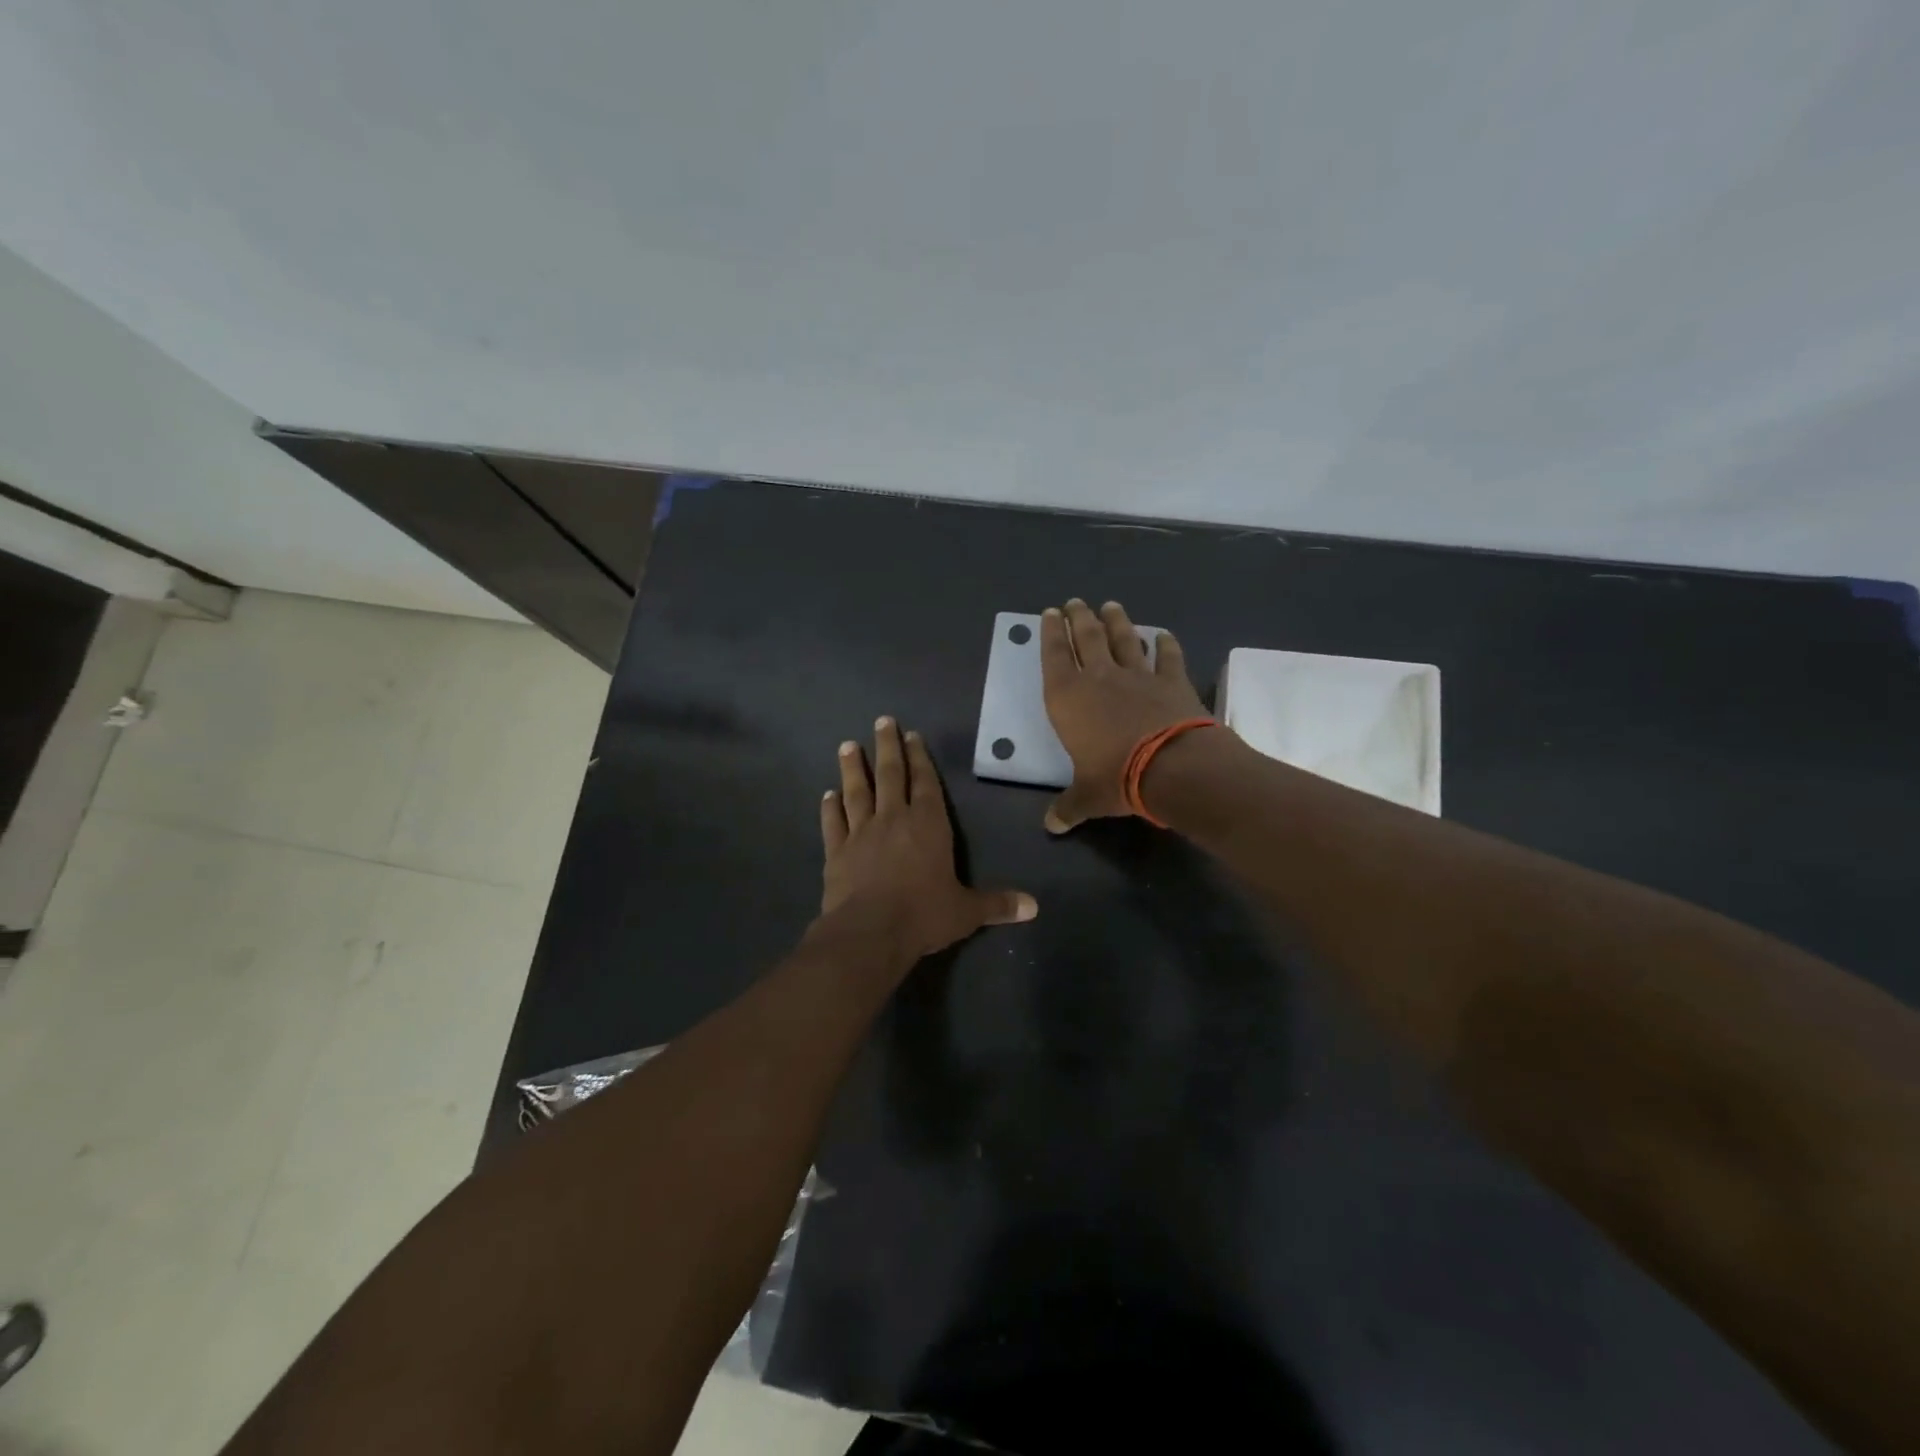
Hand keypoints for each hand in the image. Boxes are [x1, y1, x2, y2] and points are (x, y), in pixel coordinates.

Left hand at [820, 717, 1036, 960]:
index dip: (920, 758)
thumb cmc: (923, 915)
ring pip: (857, 792)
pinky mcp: (836, 852)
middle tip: (882, 721)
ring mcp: (861, 834)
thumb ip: (997, 904)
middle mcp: (893, 820)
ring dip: (852, 768)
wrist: (870, 933)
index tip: (912, 735)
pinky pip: (832, 823)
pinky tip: (826, 795)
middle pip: (890, 775)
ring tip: (847, 745)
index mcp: (928, 825)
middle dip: (887, 747)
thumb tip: (1034, 907)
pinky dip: (829, 808)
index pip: (925, 783)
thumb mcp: (966, 911)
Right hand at [1040, 599, 1209, 832]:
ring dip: (1117, 621)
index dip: (1051, 634)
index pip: (1055, 656)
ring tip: (1110, 606)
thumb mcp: (1087, 797)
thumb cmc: (1116, 777)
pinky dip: (1165, 644)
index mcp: (1069, 698)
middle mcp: (1100, 678)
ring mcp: (1138, 676)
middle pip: (1087, 638)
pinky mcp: (1172, 682)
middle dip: (1079, 618)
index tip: (1049, 613)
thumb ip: (1068, 807)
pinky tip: (1163, 634)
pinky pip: (1167, 657)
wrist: (1171, 767)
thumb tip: (1052, 827)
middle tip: (1074, 602)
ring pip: (1124, 639)